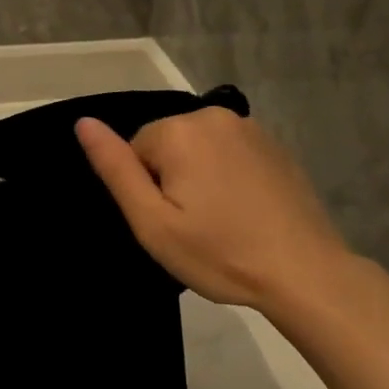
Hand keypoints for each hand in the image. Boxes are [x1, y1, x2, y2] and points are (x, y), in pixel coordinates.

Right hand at [76, 108, 354, 311]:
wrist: (305, 272)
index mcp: (179, 130)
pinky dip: (228, 175)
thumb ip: (115, 168)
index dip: (148, 191)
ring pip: (198, 148)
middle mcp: (213, 115)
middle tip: (194, 226)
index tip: (173, 223)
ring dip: (200, 177)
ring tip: (221, 221)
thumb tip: (83, 123)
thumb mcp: (153, 222)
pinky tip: (245, 211)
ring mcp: (249, 127)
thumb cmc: (220, 253)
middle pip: (167, 145)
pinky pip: (230, 152)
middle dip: (172, 180)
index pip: (136, 150)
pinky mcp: (274, 144)